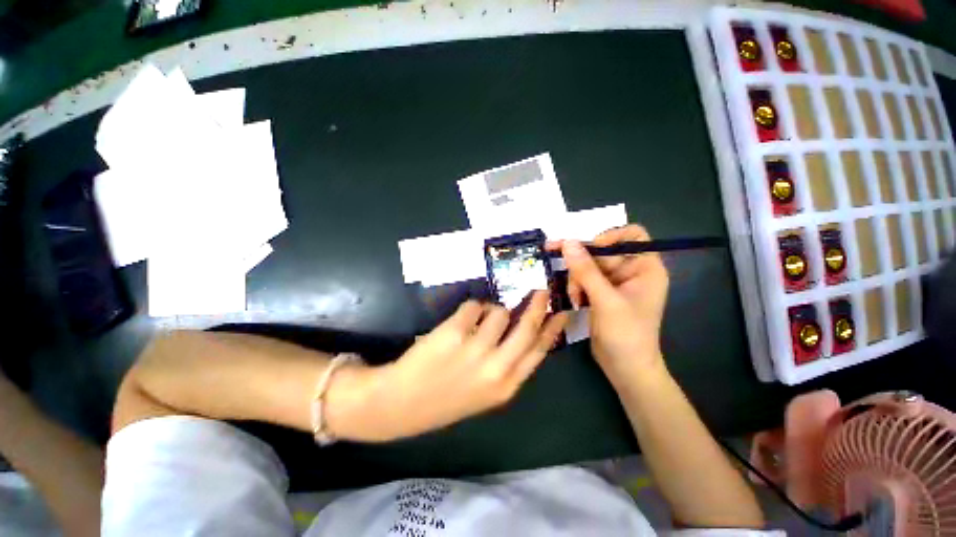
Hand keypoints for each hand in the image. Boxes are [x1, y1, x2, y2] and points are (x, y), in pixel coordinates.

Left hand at [328, 291, 567, 441]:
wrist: (400, 403)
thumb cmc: (445, 397)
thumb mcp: (486, 392)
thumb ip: (508, 364)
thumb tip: (522, 329)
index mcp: (506, 385)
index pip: (539, 350)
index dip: (553, 329)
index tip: (563, 312)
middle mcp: (496, 367)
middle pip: (527, 326)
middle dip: (537, 305)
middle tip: (541, 290)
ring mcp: (475, 348)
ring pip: (498, 312)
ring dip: (491, 312)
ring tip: (475, 323)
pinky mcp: (454, 331)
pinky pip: (474, 305)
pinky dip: (470, 309)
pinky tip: (458, 324)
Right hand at [548, 225, 668, 385]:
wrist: (625, 368)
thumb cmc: (626, 334)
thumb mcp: (605, 300)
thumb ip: (586, 270)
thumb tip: (568, 242)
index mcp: (645, 267)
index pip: (631, 235)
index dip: (610, 237)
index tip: (589, 250)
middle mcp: (631, 271)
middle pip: (602, 251)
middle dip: (583, 264)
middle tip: (565, 272)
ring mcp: (615, 283)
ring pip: (588, 265)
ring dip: (577, 278)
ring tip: (575, 296)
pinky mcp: (601, 293)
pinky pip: (584, 278)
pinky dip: (576, 286)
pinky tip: (576, 300)